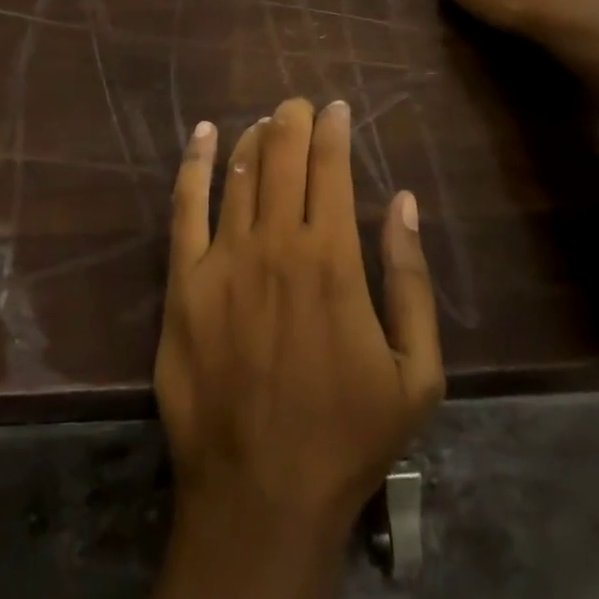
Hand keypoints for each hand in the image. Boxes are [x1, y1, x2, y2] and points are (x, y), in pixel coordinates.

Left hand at [147, 98, 442, 598]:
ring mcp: (223, 259)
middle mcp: (275, 244)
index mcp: (331, 260)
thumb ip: (411, 280)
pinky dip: (195, 162)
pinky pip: (185, 206)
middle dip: (293, 120)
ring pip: (239, 174)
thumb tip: (403, 201)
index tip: (336, 107)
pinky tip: (205, 134)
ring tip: (265, 122)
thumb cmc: (347, 436)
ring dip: (254, 138)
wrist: (261, 494)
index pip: (330, 169)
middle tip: (298, 104)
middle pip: (282, 158)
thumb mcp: (415, 372)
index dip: (333, 130)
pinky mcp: (184, 281)